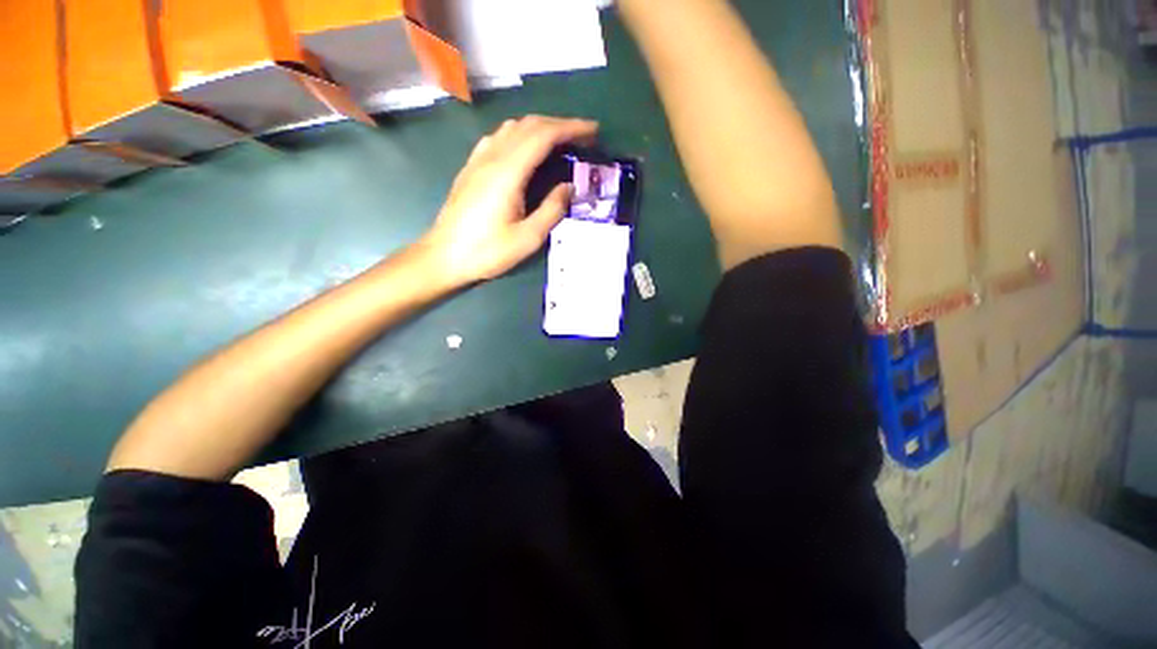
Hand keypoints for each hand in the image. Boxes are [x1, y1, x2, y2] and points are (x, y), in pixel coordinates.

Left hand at [419, 115, 598, 285]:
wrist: (443, 256)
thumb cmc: (487, 251)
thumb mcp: (528, 239)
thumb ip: (552, 210)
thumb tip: (569, 187)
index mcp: (508, 172)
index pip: (543, 135)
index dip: (571, 128)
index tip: (593, 131)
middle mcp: (492, 157)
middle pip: (529, 125)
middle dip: (559, 124)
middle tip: (582, 137)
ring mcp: (478, 160)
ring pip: (512, 128)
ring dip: (540, 127)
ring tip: (559, 141)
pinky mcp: (471, 167)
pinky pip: (499, 138)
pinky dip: (520, 135)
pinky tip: (526, 149)